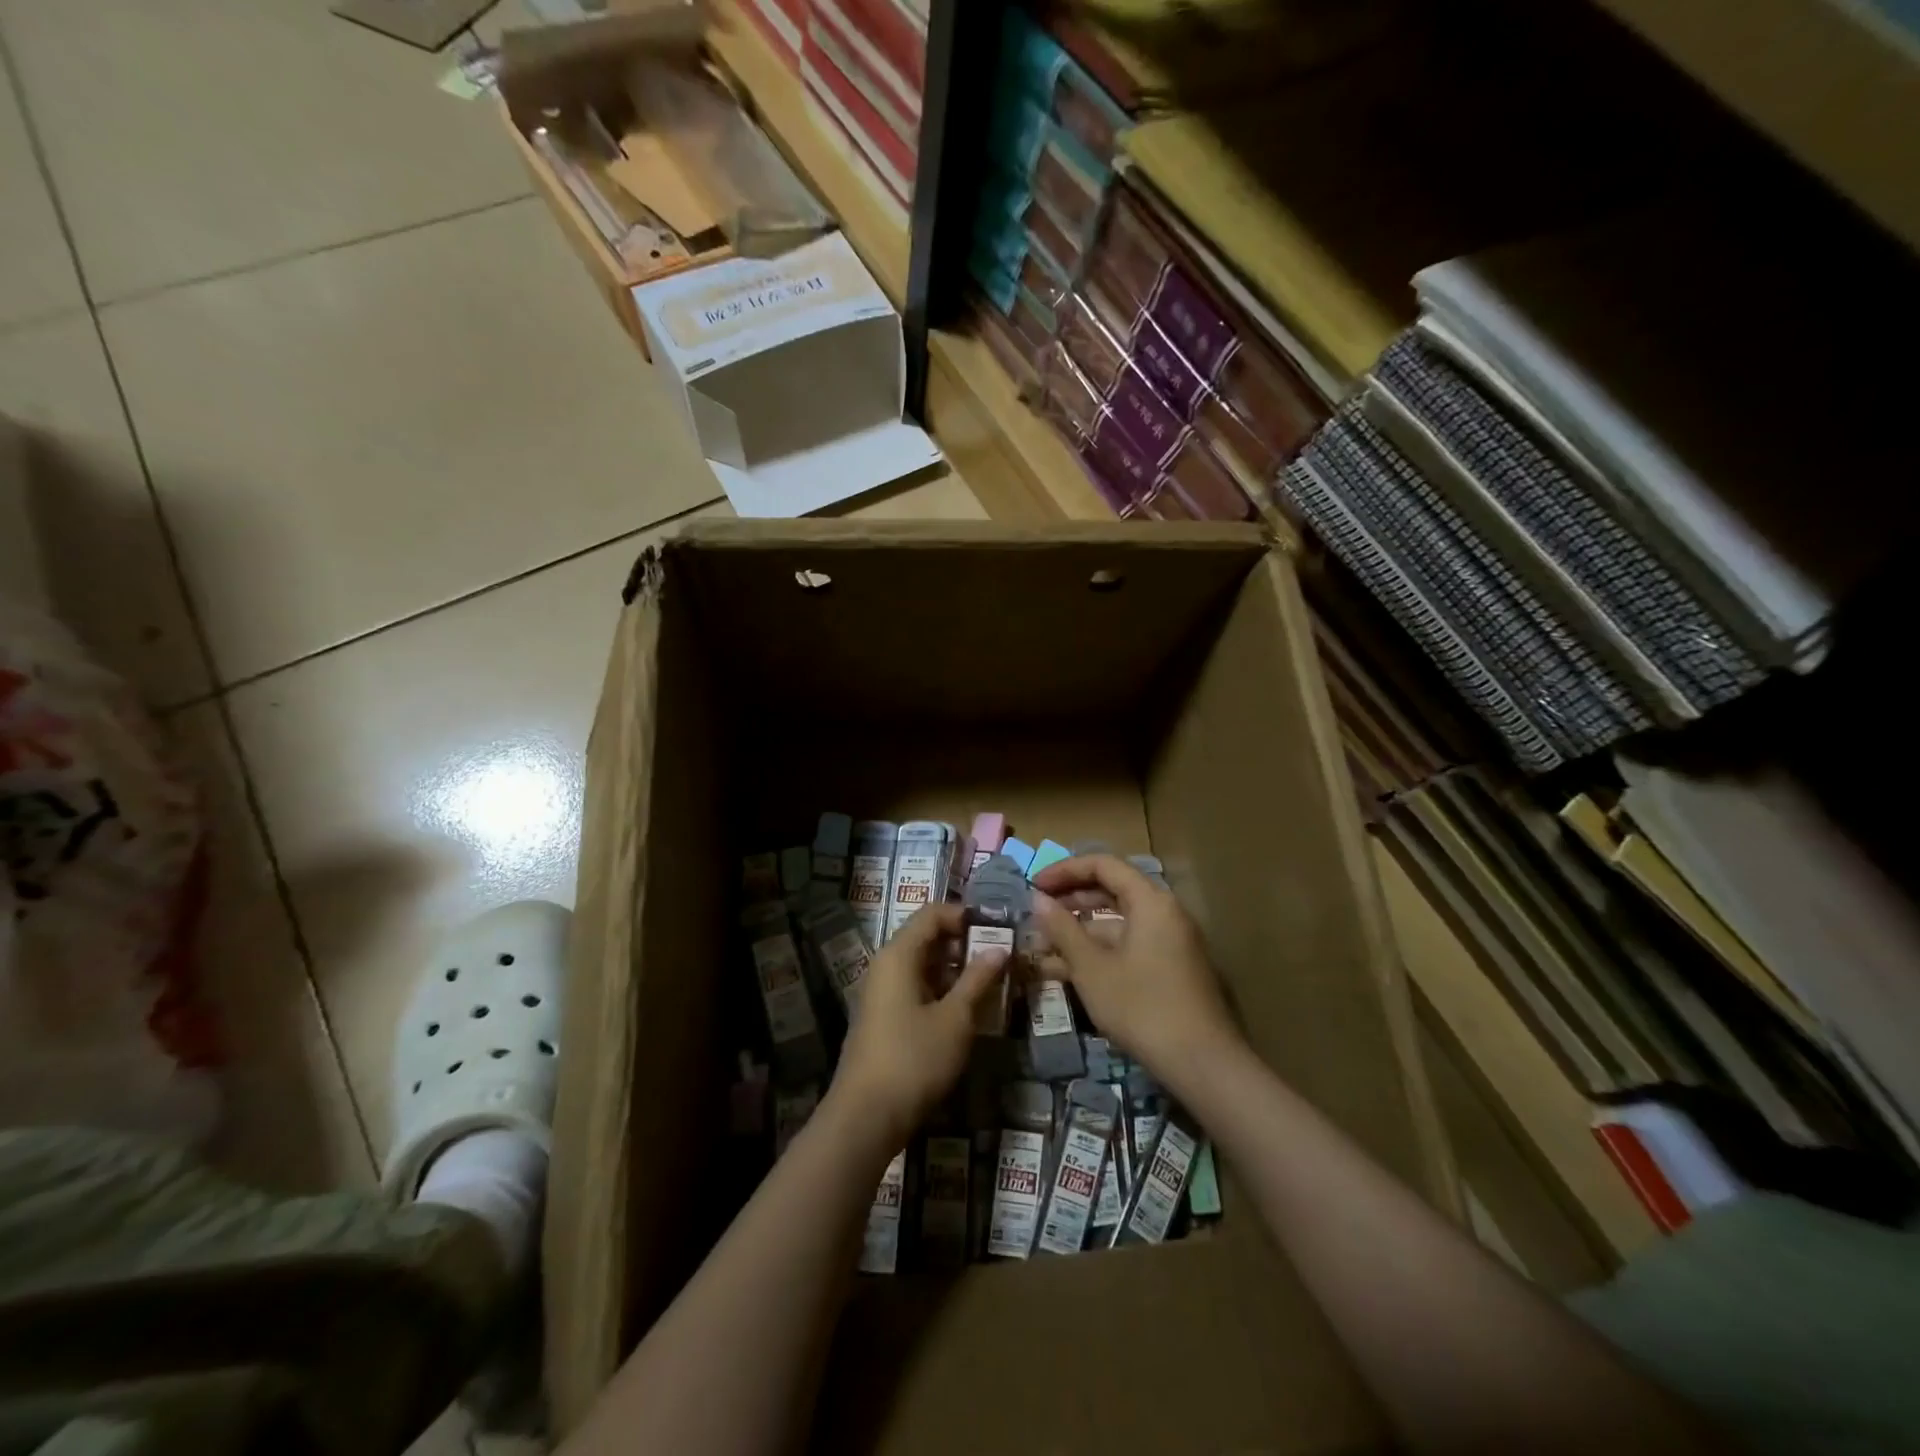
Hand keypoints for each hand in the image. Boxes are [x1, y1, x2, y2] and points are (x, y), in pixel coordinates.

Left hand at [828, 903, 1009, 1148]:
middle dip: (965, 943)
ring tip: (992, 982)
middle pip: (927, 937)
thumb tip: (1000, 949)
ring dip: (956, 969)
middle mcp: (886, 965)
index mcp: (898, 954)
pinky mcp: (884, 1017)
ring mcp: (882, 993)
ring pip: (923, 965)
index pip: (933, 914)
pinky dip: (942, 989)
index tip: (998, 929)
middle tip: (1002, 957)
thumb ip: (978, 980)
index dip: (965, 915)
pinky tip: (967, 1008)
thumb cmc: (913, 1059)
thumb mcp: (955, 1019)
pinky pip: (916, 988)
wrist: (865, 1117)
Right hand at [1030, 854, 1238, 1093]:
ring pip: (1118, 923)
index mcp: (1151, 901)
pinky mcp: (1170, 969)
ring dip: (1080, 932)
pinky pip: (1128, 946)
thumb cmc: (1142, 1007)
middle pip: (1112, 890)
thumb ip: (1063, 929)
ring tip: (1042, 948)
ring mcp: (1170, 942)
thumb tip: (1038, 899)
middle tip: (1037, 913)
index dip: (1065, 870)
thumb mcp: (1092, 968)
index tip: (1034, 885)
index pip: (1103, 865)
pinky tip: (1066, 971)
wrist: (1202, 1063)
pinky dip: (1099, 952)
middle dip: (1071, 900)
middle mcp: (1165, 913)